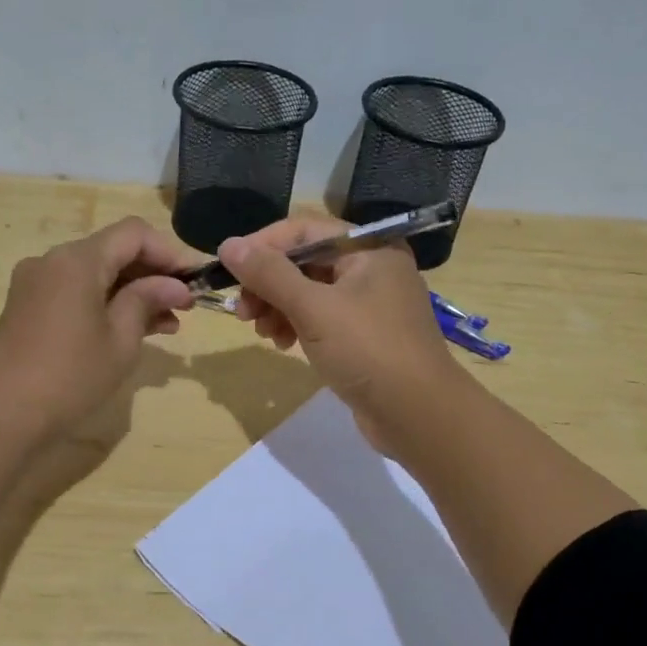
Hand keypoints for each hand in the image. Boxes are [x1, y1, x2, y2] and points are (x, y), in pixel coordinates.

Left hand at [0, 217, 195, 439]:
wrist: (5, 414)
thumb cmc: (71, 376)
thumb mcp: (121, 339)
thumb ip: (148, 301)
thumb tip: (175, 286)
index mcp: (77, 260)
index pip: (133, 234)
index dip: (169, 252)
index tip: (193, 281)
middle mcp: (52, 260)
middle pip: (113, 251)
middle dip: (152, 274)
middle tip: (185, 306)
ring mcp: (35, 283)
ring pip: (95, 274)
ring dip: (131, 292)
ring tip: (167, 325)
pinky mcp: (27, 306)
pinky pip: (75, 292)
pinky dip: (105, 303)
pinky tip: (130, 329)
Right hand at [218, 217, 467, 450]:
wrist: (418, 414)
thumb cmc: (367, 350)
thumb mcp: (313, 308)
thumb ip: (269, 274)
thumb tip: (229, 244)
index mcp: (369, 248)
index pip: (304, 230)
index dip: (263, 246)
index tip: (230, 271)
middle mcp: (372, 268)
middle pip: (305, 262)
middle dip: (269, 284)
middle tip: (243, 313)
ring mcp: (370, 304)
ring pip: (310, 293)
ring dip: (279, 307)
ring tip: (263, 334)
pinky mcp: (365, 336)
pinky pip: (322, 319)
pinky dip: (298, 326)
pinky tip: (284, 345)